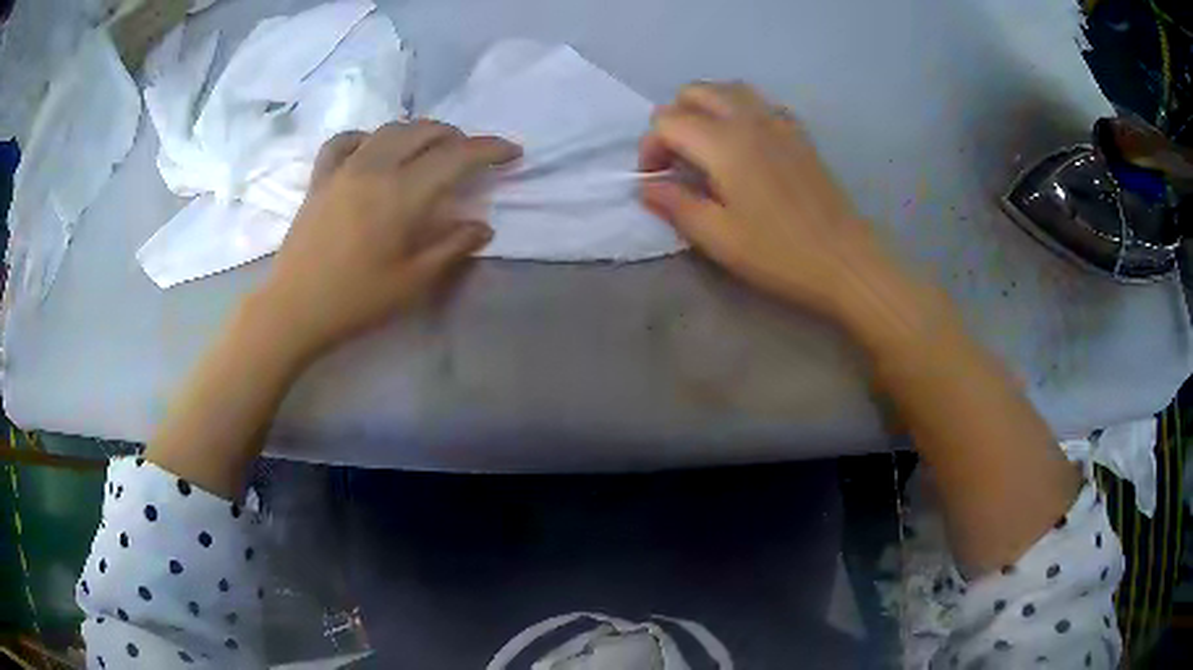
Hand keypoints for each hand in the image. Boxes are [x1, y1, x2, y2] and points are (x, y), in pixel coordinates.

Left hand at [254, 120, 520, 360]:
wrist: (294, 310)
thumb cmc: (356, 301)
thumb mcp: (413, 283)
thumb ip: (452, 248)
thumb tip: (482, 226)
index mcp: (402, 194)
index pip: (456, 156)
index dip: (490, 149)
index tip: (512, 152)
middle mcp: (374, 169)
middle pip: (424, 132)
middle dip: (455, 136)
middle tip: (470, 154)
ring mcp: (343, 169)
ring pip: (388, 129)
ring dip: (418, 131)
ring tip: (429, 147)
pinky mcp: (320, 179)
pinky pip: (344, 141)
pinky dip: (366, 137)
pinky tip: (371, 148)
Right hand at [640, 82, 912, 325]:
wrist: (845, 261)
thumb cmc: (779, 254)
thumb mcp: (718, 238)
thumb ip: (676, 205)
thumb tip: (647, 186)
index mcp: (724, 143)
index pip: (667, 121)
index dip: (650, 147)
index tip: (654, 181)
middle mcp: (749, 119)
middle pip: (696, 91)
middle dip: (674, 118)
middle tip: (676, 158)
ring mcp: (779, 122)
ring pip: (729, 89)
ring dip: (706, 108)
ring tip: (704, 145)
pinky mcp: (798, 134)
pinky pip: (759, 103)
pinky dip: (739, 111)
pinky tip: (743, 145)